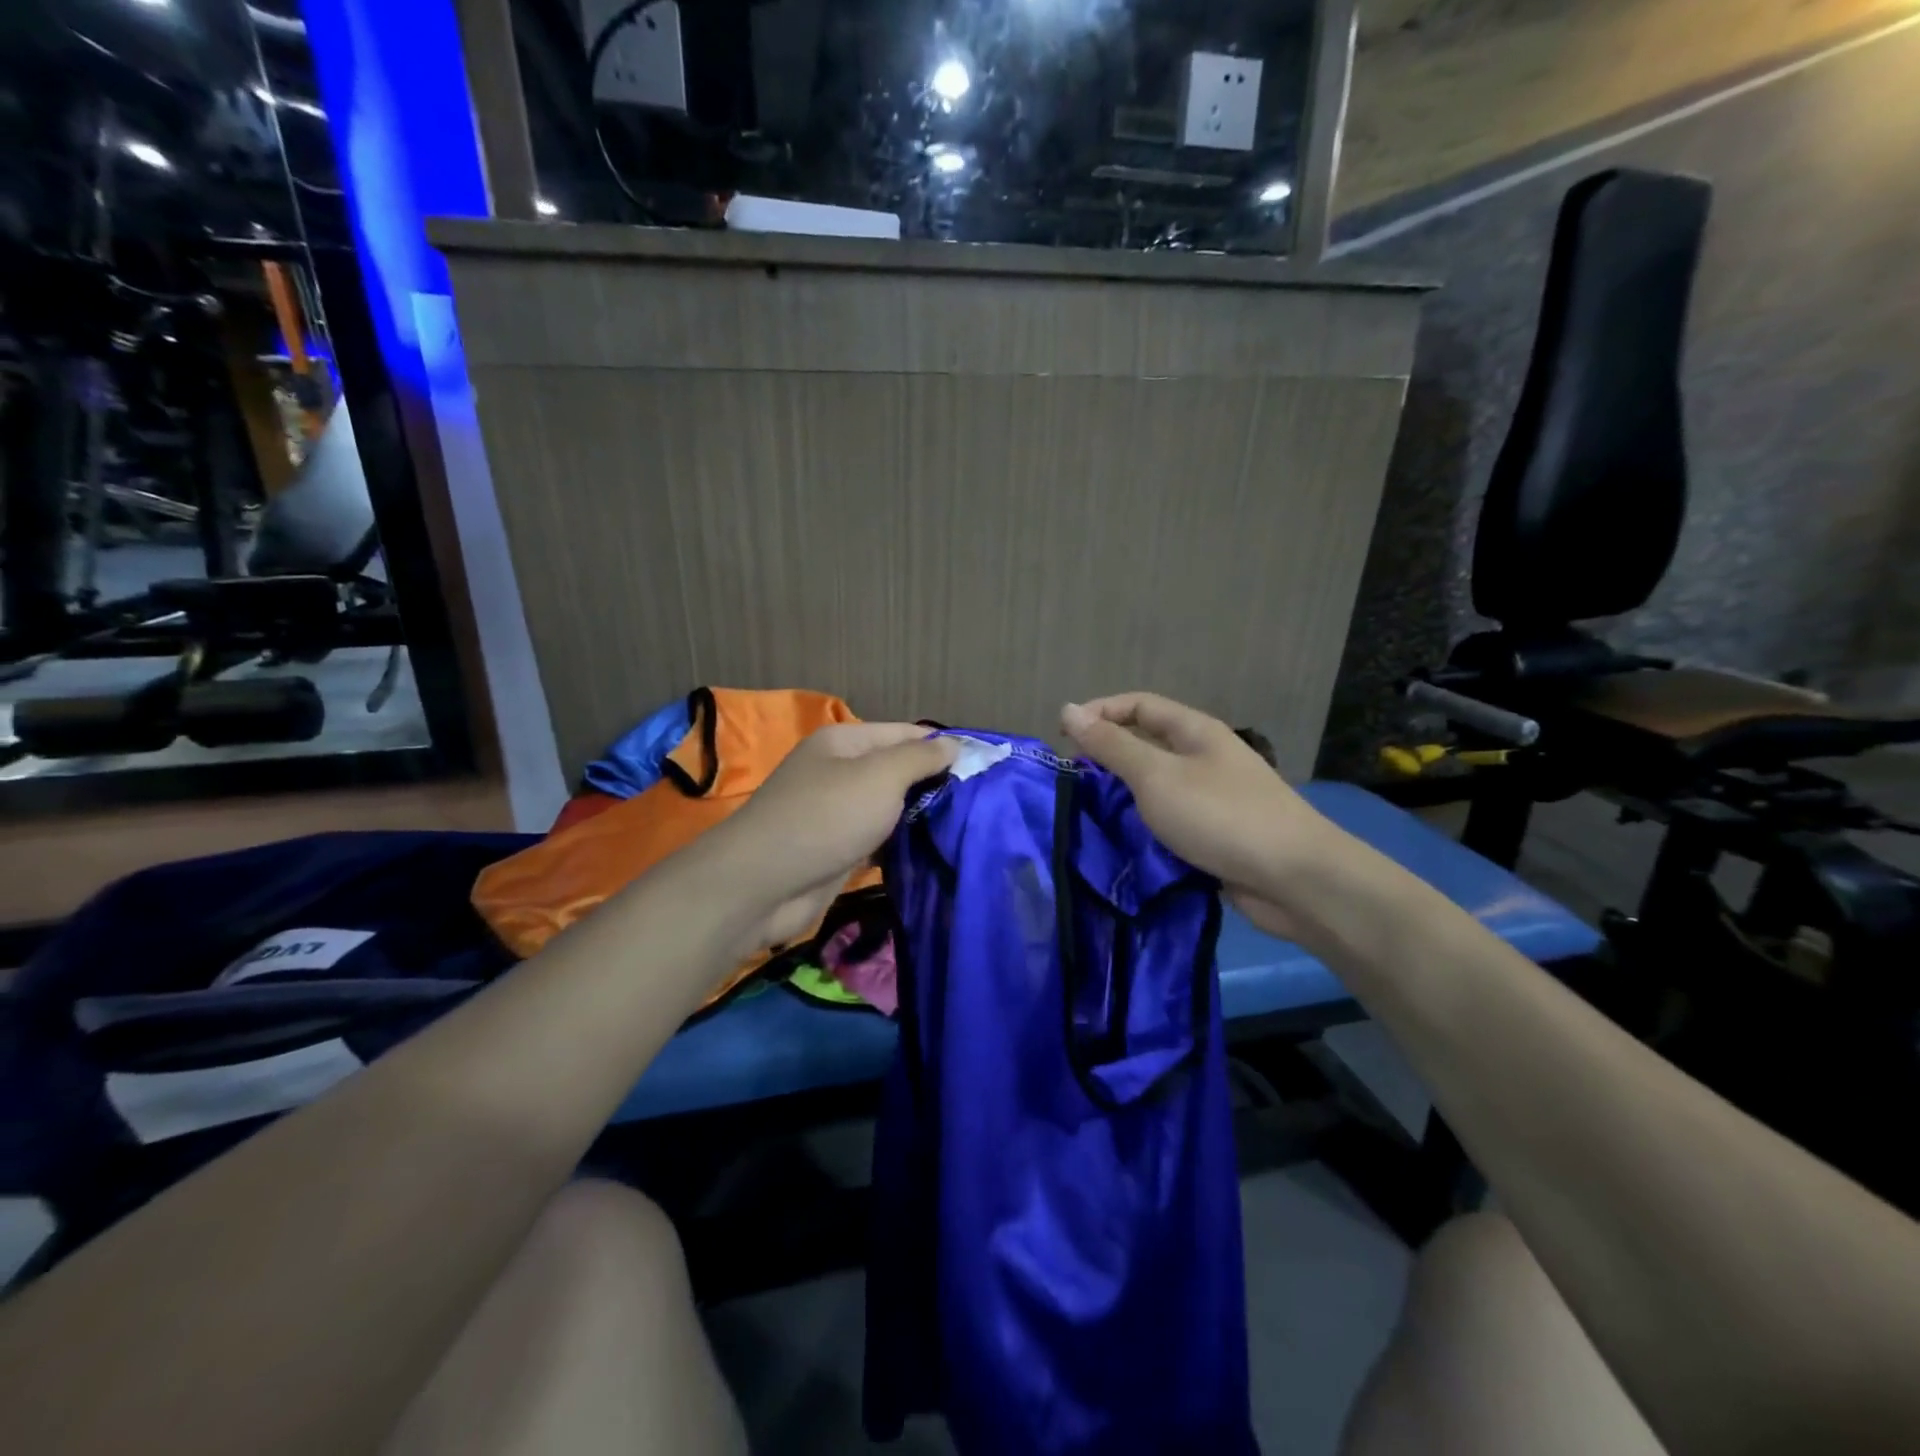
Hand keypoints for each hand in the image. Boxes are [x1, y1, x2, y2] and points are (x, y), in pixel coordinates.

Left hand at [699, 722, 957, 950]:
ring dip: (919, 818)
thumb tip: (954, 745)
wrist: (765, 884)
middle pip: (897, 771)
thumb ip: (920, 758)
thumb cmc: (826, 817)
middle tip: (980, 804)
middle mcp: (839, 771)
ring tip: (966, 828)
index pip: (905, 734)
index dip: (943, 747)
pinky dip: (900, 846)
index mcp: (845, 741)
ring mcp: (835, 812)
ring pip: (888, 809)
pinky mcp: (836, 849)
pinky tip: (932, 853)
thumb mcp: (880, 776)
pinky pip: (877, 840)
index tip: (984, 769)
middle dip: (934, 785)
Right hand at [1061, 693, 1337, 941]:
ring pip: (1156, 787)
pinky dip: (1144, 827)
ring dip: (1123, 796)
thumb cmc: (1220, 815)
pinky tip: (1120, 842)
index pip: (1138, 705)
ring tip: (1086, 812)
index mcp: (1195, 731)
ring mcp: (1212, 797)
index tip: (1061, 737)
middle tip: (1070, 779)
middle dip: (1107, 756)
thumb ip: (1111, 745)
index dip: (1099, 712)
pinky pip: (1169, 821)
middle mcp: (1204, 758)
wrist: (1294, 879)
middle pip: (1147, 744)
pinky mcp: (1215, 835)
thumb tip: (1068, 710)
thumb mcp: (1156, 775)